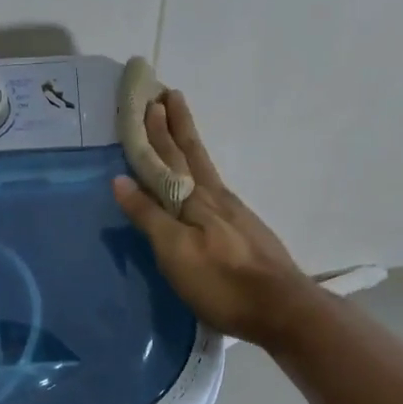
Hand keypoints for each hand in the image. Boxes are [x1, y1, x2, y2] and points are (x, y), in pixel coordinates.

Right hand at [113, 90, 317, 349]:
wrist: (282, 308)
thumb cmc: (221, 281)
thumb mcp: (175, 251)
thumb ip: (149, 215)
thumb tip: (120, 179)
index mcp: (195, 199)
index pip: (169, 157)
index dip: (157, 130)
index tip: (151, 99)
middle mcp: (214, 196)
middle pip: (191, 153)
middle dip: (175, 125)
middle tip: (167, 95)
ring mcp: (233, 211)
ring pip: (204, 167)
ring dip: (189, 143)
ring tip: (181, 126)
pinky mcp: (244, 229)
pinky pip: (214, 185)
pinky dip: (202, 170)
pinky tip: (203, 179)